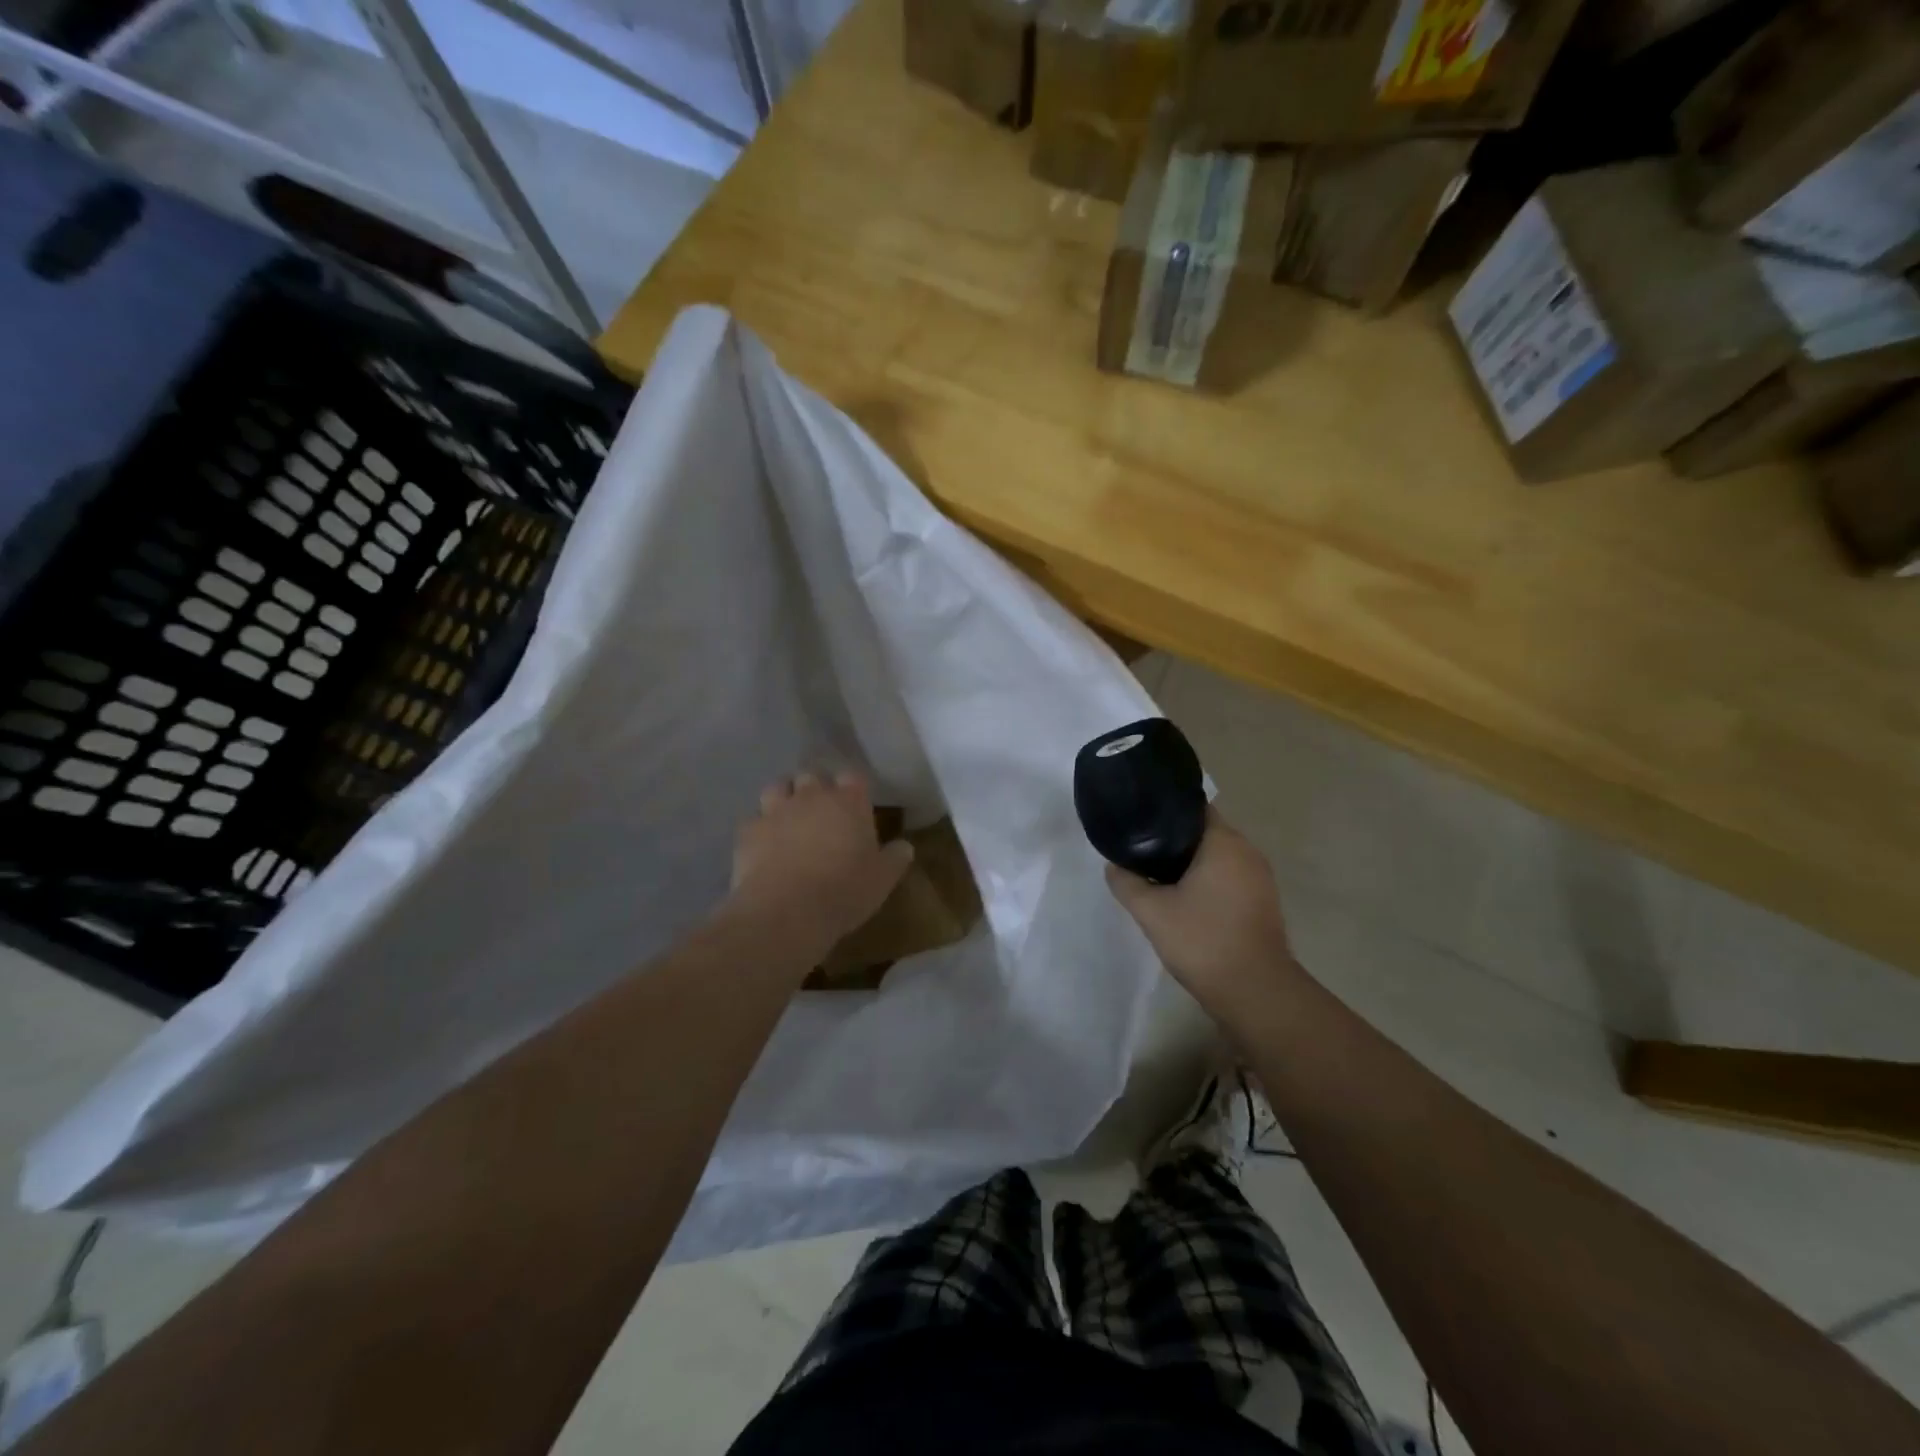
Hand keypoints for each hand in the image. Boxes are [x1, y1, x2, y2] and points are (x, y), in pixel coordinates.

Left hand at [729, 771, 914, 956]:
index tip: (855, 805)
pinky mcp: (748, 831)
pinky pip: (754, 820)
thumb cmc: (844, 891)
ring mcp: (776, 810)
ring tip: (789, 820)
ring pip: (778, 787)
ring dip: (785, 798)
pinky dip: (760, 829)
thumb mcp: (883, 879)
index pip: (852, 777)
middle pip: (812, 775)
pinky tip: (764, 847)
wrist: (786, 912)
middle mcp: (811, 796)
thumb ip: (895, 857)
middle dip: (816, 789)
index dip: (853, 788)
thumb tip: (904, 846)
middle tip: (822, 813)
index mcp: (849, 802)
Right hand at [1104, 807, 1298, 1019]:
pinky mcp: (1262, 902)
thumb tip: (1113, 865)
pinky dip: (1206, 880)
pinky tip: (1182, 897)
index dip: (1164, 810)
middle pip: (1204, 831)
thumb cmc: (1203, 941)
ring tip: (1155, 873)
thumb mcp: (1152, 911)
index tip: (1139, 820)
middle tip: (1139, 848)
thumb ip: (1127, 882)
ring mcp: (1260, 878)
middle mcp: (1248, 852)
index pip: (1193, 808)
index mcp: (1225, 843)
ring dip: (1189, 862)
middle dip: (1173, 839)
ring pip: (1217, 857)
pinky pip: (1228, 877)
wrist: (1255, 992)